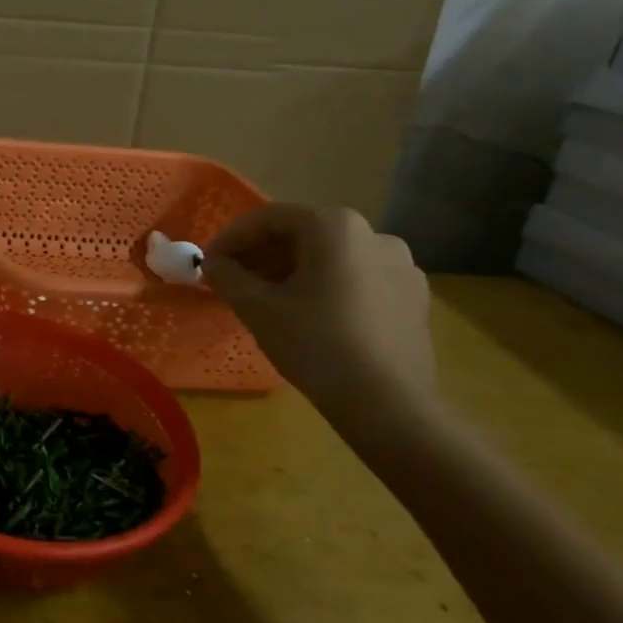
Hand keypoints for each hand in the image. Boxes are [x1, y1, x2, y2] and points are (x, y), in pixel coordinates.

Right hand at [204, 204, 434, 422]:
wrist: (388, 404)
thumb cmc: (315, 343)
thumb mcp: (256, 307)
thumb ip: (227, 276)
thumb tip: (213, 263)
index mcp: (335, 226)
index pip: (269, 218)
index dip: (231, 238)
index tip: (209, 263)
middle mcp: (374, 234)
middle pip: (303, 234)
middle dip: (262, 255)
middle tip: (233, 282)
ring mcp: (401, 266)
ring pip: (331, 258)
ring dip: (292, 271)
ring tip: (267, 300)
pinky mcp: (413, 298)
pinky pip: (358, 279)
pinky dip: (325, 287)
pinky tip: (308, 316)